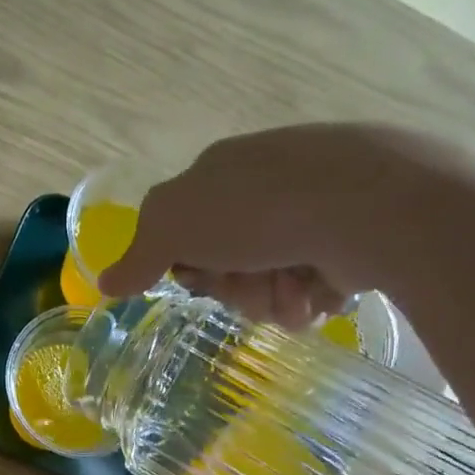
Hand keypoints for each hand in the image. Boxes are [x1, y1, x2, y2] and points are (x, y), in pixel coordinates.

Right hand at [97, 124, 446, 327]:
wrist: (370, 205)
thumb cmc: (261, 210)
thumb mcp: (175, 224)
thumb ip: (138, 255)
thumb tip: (104, 282)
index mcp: (221, 175)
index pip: (184, 239)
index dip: (189, 267)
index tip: (202, 276)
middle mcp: (264, 189)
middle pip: (227, 269)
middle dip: (236, 288)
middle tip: (253, 281)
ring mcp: (310, 213)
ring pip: (268, 286)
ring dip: (273, 300)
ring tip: (295, 288)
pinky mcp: (349, 240)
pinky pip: (310, 290)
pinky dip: (311, 298)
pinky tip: (324, 287)